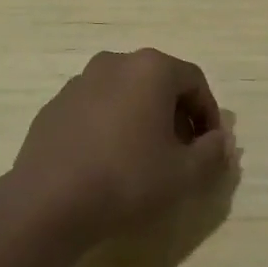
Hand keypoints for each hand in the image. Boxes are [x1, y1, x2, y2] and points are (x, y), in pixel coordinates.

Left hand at [9, 49, 235, 243]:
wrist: (47, 203)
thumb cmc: (126, 179)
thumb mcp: (184, 174)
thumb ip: (212, 153)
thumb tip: (221, 142)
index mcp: (151, 69)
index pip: (194, 81)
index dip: (209, 114)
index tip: (210, 147)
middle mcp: (115, 63)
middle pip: (159, 83)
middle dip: (176, 115)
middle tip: (181, 153)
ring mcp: (80, 82)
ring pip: (126, 94)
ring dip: (142, 119)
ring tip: (144, 159)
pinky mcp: (54, 106)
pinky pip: (96, 109)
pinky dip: (110, 126)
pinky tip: (107, 163)